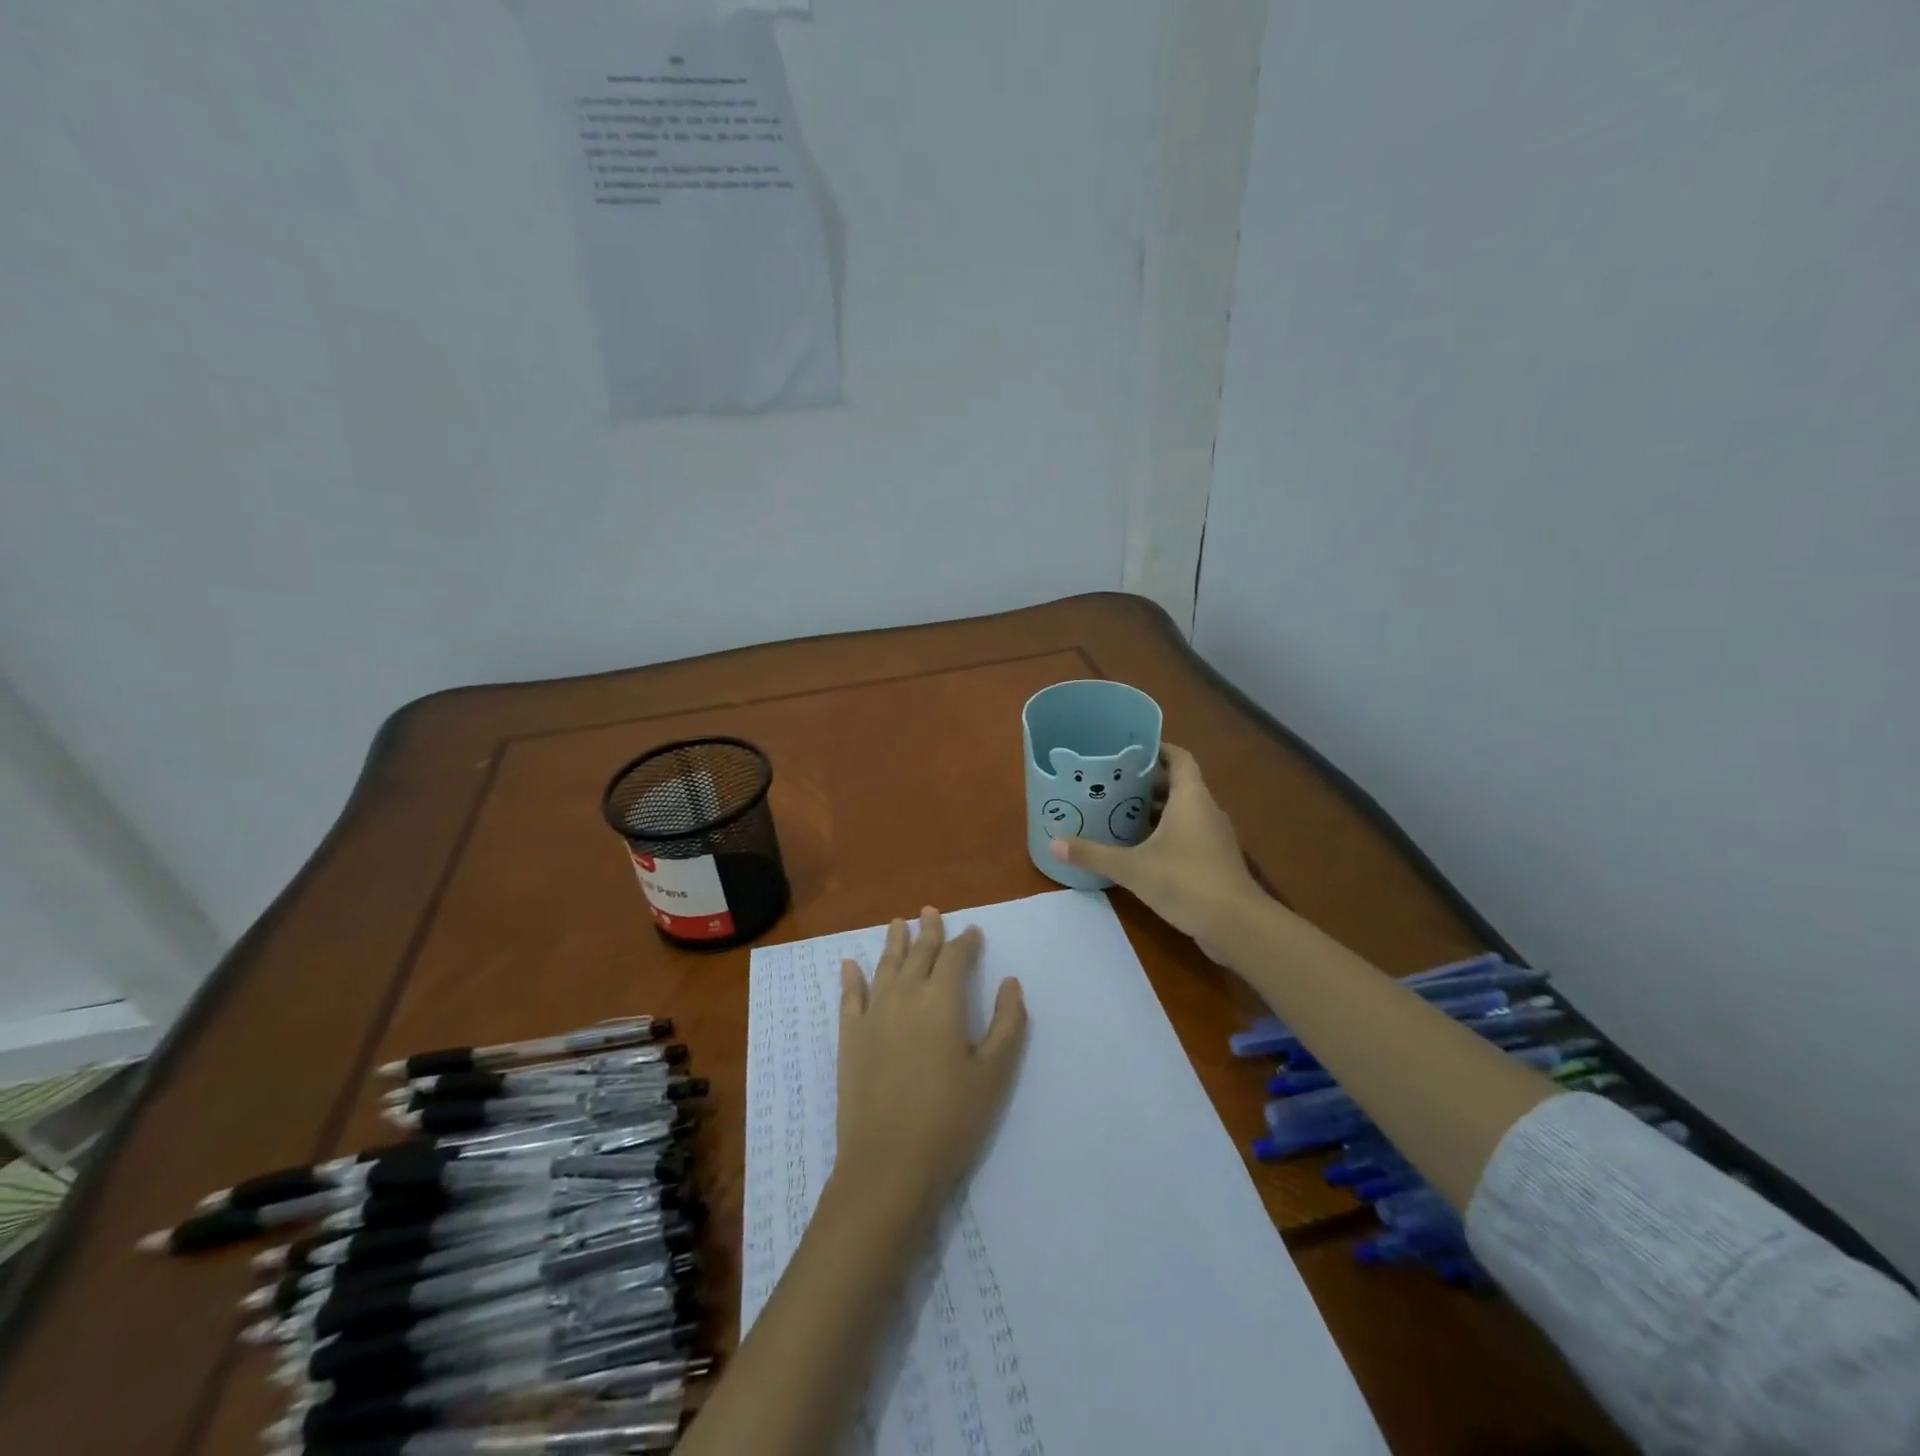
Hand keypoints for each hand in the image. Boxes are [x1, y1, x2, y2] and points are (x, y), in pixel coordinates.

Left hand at [834, 909, 1027, 1225]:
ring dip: (893, 942)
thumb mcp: (994, 1073)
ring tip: (898, 923)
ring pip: (885, 965)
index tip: (973, 931)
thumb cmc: (951, 1119)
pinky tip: (849, 963)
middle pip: (918, 953)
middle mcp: (905, 995)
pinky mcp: (850, 1037)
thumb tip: (1011, 983)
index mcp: (942, 1000)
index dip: (965, 941)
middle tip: (931, 911)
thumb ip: (1008, 1023)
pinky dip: (851, 976)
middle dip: (928, 930)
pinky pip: (850, 996)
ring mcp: (872, 1014)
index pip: (955, 956)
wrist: (888, 1165)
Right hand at [1049, 744, 1265, 960]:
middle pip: (1179, 784)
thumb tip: (1054, 844)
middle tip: (1114, 783)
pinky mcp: (1216, 860)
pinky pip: (1189, 834)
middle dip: (1148, 783)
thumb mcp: (1132, 867)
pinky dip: (1167, 833)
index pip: (1180, 758)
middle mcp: (1206, 810)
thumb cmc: (1185, 881)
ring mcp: (1215, 837)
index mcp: (1191, 798)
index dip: (1158, 749)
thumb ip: (1093, 854)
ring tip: (1121, 812)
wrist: (1236, 925)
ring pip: (1184, 811)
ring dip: (1157, 810)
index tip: (1130, 750)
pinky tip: (1141, 848)